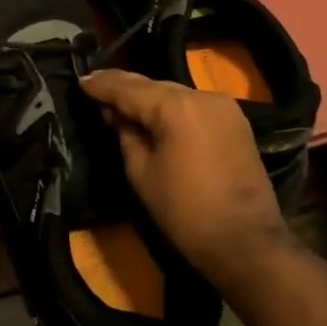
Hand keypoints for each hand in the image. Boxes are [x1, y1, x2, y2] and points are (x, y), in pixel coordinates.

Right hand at [80, 68, 287, 280]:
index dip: (102, 85)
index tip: (80, 81)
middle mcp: (202, 96)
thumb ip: (125, 134)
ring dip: (147, 97)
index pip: (129, 88)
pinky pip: (193, 105)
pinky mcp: (236, 122)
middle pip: (153, 85)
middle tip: (95, 88)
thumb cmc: (185, 212)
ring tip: (119, 101)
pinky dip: (170, 107)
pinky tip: (153, 114)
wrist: (247, 244)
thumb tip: (115, 113)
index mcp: (176, 107)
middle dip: (124, 88)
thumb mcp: (141, 173)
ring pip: (174, 93)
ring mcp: (224, 107)